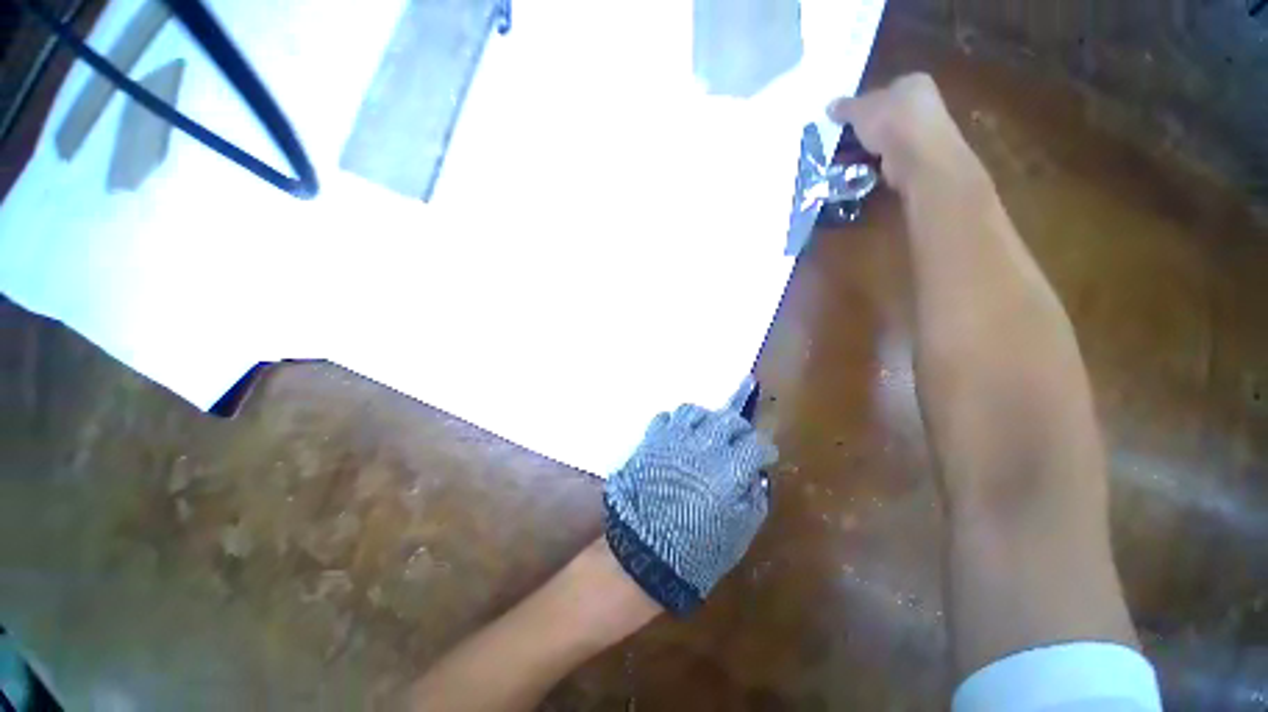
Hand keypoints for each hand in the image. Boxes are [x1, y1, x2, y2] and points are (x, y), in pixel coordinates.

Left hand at [603, 378, 777, 614]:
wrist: (641, 553)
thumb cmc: (696, 552)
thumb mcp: (739, 535)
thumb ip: (754, 501)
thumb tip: (755, 478)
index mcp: (729, 469)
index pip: (756, 443)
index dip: (765, 449)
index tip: (766, 456)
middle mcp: (703, 445)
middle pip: (727, 419)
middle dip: (740, 428)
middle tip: (740, 440)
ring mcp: (673, 439)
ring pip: (694, 411)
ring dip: (706, 419)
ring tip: (708, 432)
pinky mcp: (650, 440)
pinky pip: (666, 418)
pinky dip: (676, 424)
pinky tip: (679, 437)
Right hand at [828, 73, 984, 194]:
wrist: (916, 155)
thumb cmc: (890, 121)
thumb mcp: (860, 110)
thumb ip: (845, 107)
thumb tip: (830, 105)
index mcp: (913, 82)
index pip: (885, 89)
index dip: (864, 103)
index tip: (847, 118)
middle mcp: (922, 103)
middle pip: (885, 115)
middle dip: (864, 128)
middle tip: (842, 139)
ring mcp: (921, 130)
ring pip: (885, 137)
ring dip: (866, 147)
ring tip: (844, 157)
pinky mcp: (916, 156)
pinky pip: (888, 156)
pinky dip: (874, 162)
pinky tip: (858, 168)